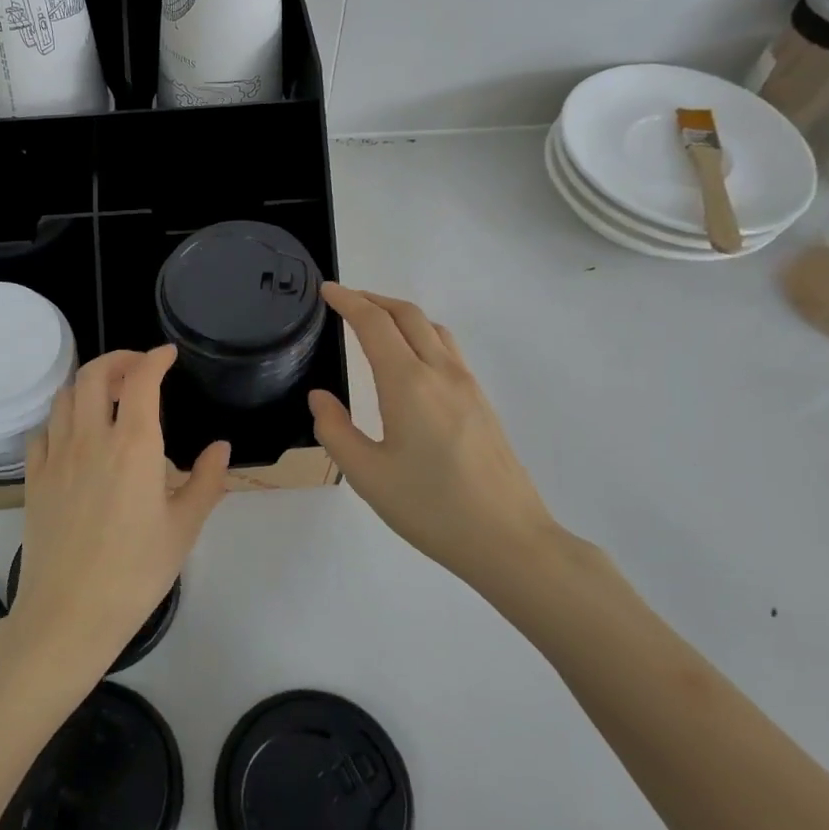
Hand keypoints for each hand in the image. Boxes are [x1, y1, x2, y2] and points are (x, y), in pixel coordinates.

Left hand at [11, 346, 228, 684]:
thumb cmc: (136, 571)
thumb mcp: (184, 527)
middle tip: (138, 370)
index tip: (168, 355)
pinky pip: (43, 431)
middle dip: (118, 360)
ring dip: (88, 385)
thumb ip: (207, 480)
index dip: (155, 358)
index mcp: (134, 446)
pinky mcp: (33, 478)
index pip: (142, 381)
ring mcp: (56, 457)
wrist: (69, 613)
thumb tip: (220, 447)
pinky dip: (62, 419)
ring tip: (108, 398)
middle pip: (95, 375)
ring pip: (65, 397)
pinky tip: (74, 436)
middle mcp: (91, 439)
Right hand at [309, 285, 585, 601]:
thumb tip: (320, 397)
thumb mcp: (367, 475)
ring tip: (376, 323)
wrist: (508, 539)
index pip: (375, 324)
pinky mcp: (482, 402)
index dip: (348, 301)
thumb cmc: (431, 508)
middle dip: (374, 299)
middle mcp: (441, 373)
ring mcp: (468, 386)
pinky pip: (448, 349)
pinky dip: (422, 334)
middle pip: (408, 315)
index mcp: (409, 384)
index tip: (326, 290)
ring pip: (433, 328)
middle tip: (345, 300)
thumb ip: (335, 431)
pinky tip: (411, 360)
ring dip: (401, 315)